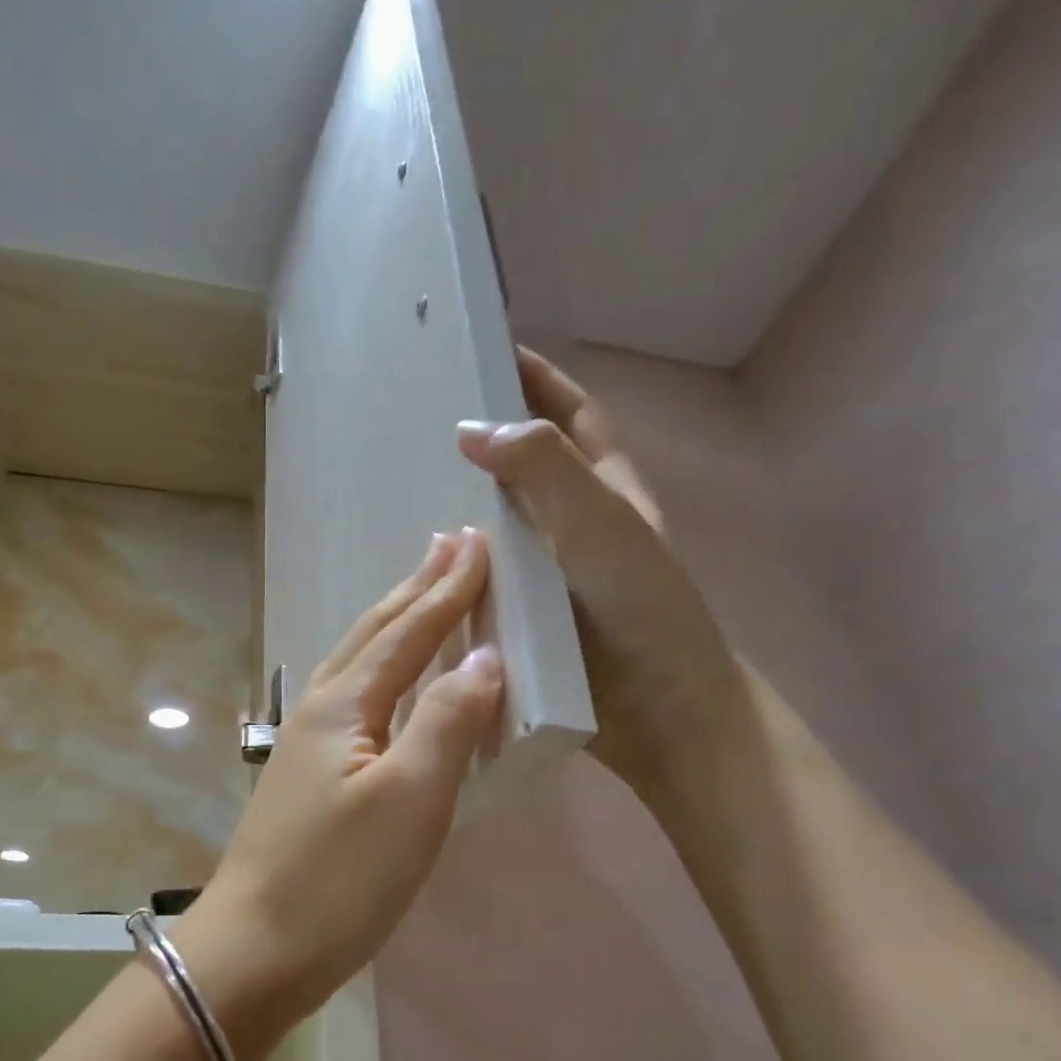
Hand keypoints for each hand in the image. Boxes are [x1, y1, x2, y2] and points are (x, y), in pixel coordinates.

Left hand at [182, 529, 503, 1032]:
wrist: (255, 949)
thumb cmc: (340, 878)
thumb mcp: (411, 798)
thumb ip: (448, 721)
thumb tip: (484, 658)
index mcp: (345, 705)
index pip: (408, 631)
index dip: (447, 589)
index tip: (476, 543)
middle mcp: (321, 710)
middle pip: (374, 634)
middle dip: (416, 588)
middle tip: (447, 545)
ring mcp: (306, 744)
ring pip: (358, 663)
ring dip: (395, 622)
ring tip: (422, 594)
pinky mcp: (307, 776)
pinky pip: (354, 698)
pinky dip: (382, 670)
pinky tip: (386, 681)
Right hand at [458, 346, 743, 802]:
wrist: (657, 713)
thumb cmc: (641, 609)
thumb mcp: (601, 524)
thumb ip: (545, 469)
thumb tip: (471, 428)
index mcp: (606, 490)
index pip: (573, 415)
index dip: (539, 379)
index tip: (489, 348)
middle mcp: (576, 525)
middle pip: (529, 466)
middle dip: (486, 439)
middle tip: (422, 420)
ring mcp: (550, 574)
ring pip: (500, 526)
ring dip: (462, 506)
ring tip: (403, 486)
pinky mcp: (527, 617)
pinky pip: (484, 578)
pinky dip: (455, 567)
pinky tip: (416, 565)